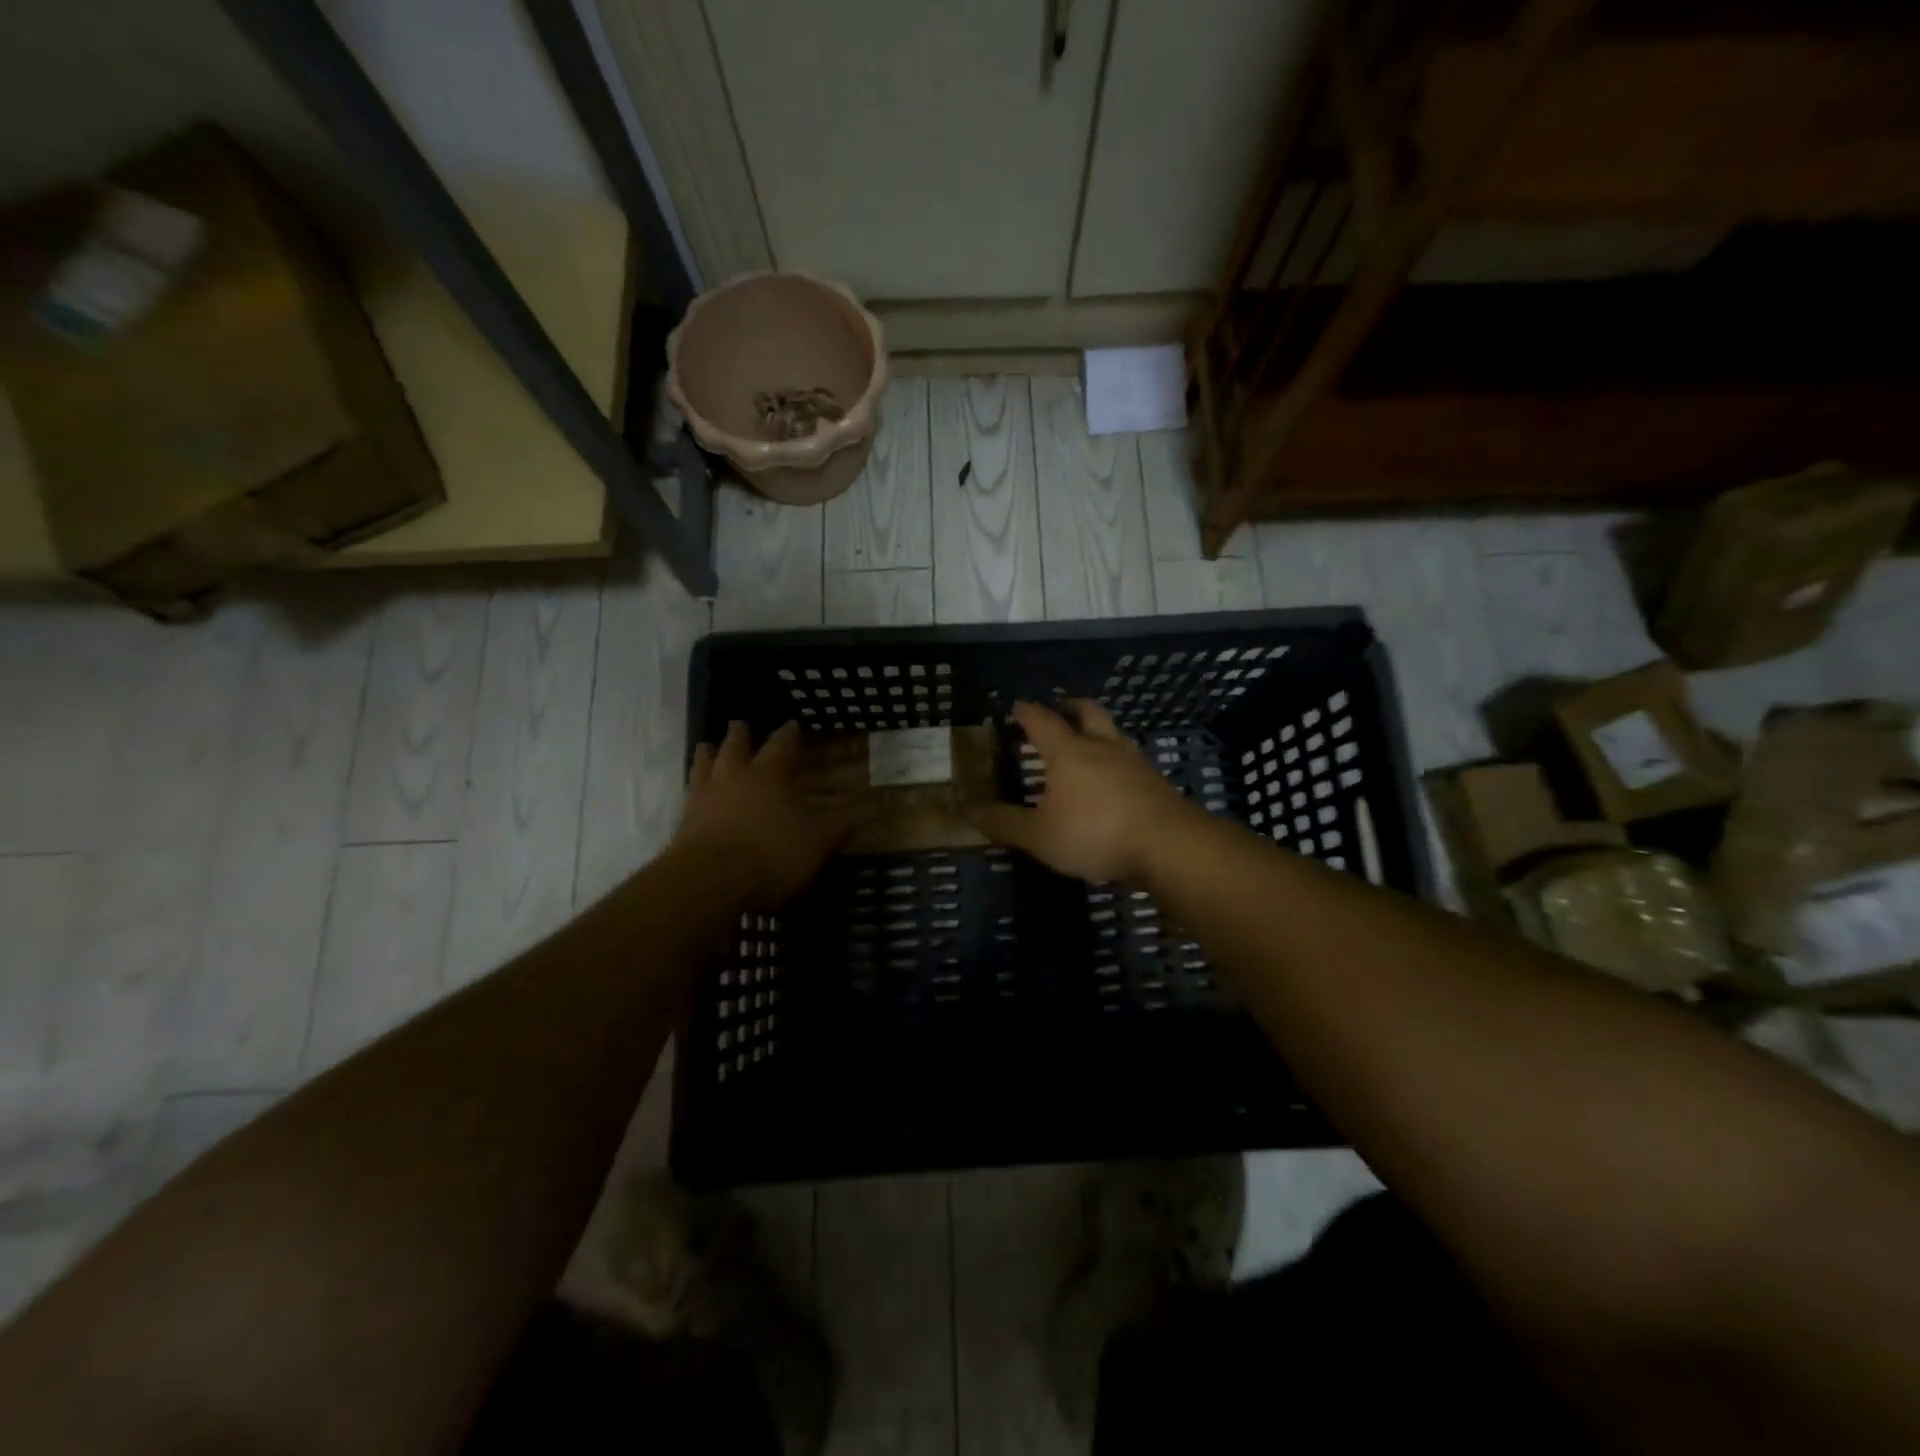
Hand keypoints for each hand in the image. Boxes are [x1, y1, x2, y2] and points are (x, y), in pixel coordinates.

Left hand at [674, 721, 857, 908]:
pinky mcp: (683, 821)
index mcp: (769, 774)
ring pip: (704, 763)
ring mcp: (704, 797)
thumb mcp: (818, 841)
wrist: (709, 882)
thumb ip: (843, 824)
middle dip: (740, 734)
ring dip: (708, 752)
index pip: (781, 744)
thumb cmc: (771, 854)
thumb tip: (875, 806)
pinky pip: (688, 792)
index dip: (789, 734)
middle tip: (740, 724)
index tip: (793, 723)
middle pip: (735, 746)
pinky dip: (693, 784)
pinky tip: (694, 790)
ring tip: (708, 746)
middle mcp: (733, 776)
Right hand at [964, 699, 1193, 882]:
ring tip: (1084, 743)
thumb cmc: (1095, 833)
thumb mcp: (1039, 835)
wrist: (1168, 845)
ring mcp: (1132, 760)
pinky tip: (1111, 778)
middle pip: (1085, 711)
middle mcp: (1101, 745)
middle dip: (1068, 706)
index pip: (1041, 719)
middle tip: (1056, 710)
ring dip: (1095, 730)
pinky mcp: (1154, 780)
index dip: (1025, 711)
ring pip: (1111, 732)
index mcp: (1068, 751)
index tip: (1015, 707)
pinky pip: (1128, 757)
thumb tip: (964, 809)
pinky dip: (1114, 758)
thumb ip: (1002, 822)